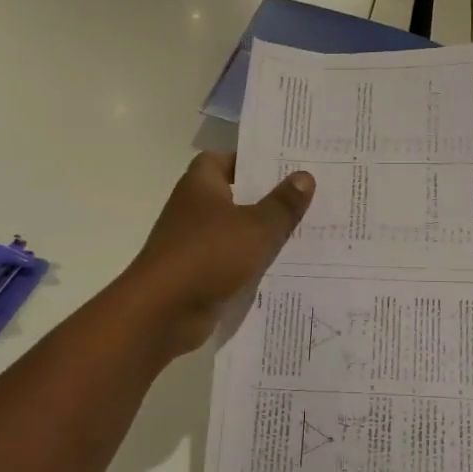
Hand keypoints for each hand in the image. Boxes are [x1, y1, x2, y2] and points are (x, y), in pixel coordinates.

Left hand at [125, 152, 314, 356]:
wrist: (162, 313)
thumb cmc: (208, 255)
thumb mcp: (256, 227)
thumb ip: (282, 203)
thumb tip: (305, 176)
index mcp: (201, 185)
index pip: (225, 159)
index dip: (252, 160)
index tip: (286, 165)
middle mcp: (195, 209)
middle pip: (236, 195)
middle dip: (269, 197)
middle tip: (310, 195)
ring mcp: (195, 243)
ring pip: (238, 231)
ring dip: (265, 233)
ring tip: (308, 229)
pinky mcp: (200, 274)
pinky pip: (234, 261)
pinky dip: (255, 263)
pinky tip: (288, 266)